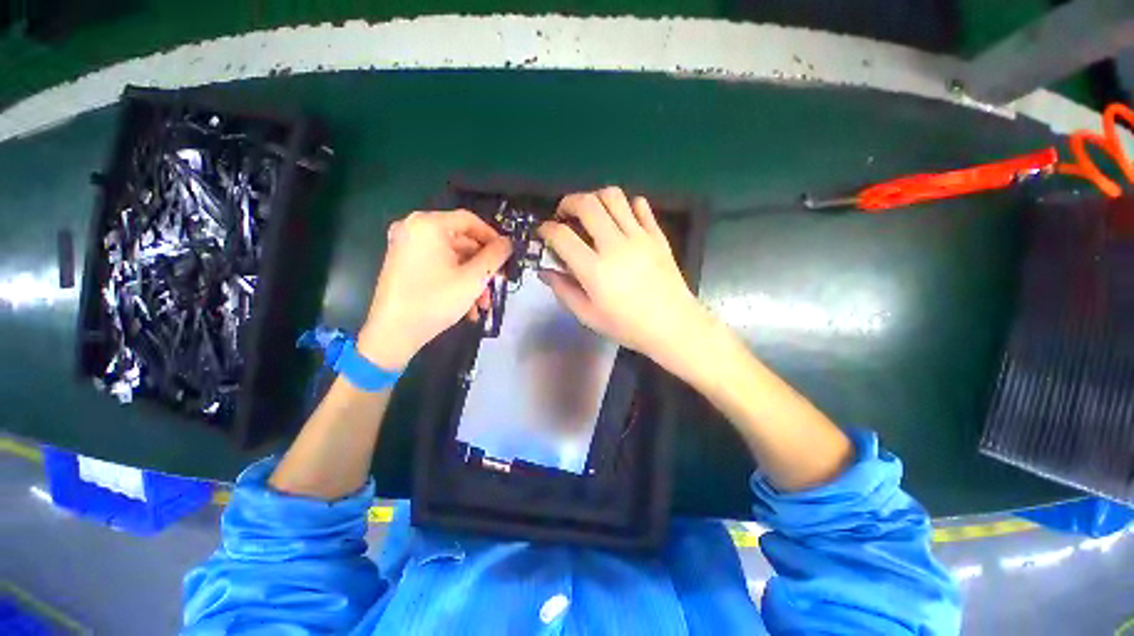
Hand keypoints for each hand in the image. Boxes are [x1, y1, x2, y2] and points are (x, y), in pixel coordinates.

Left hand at [359, 210, 511, 369]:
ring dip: (471, 279)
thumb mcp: (474, 278)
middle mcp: (413, 229)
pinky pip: (438, 266)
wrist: (393, 333)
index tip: (507, 255)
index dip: (493, 237)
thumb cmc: (435, 300)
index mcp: (428, 225)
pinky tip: (467, 306)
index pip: (470, 221)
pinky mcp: (403, 264)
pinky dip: (455, 281)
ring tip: (483, 303)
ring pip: (452, 257)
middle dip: (482, 266)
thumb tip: (508, 243)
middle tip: (497, 283)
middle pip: (461, 241)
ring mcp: (406, 247)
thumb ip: (495, 257)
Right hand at [536, 187, 708, 370]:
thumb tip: (545, 272)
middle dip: (568, 203)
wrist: (674, 326)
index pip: (562, 236)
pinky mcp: (657, 235)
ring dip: (595, 198)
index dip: (546, 230)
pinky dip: (626, 205)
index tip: (543, 233)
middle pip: (587, 204)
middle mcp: (615, 246)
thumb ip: (564, 291)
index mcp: (595, 270)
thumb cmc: (628, 327)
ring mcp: (639, 237)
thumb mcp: (588, 316)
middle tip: (564, 215)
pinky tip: (620, 220)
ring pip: (613, 196)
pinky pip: (640, 205)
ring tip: (590, 213)